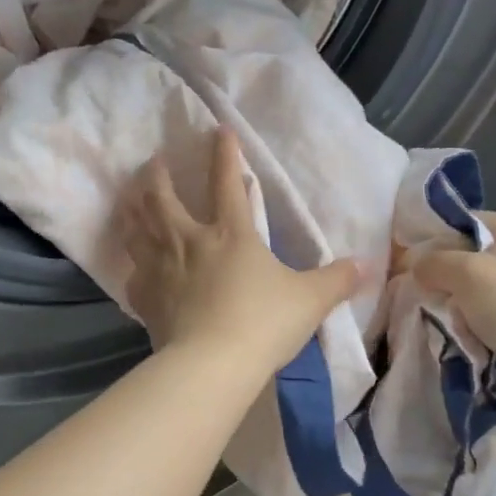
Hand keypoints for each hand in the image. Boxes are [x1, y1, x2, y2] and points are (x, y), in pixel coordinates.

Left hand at [118, 129, 360, 369]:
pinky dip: (132, 264)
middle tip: (154, 162)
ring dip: (131, 208)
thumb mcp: (310, 300)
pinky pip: (132, 274)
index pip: (227, 182)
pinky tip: (134, 265)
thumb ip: (337, 280)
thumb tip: (367, 265)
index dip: (225, 153)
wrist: (212, 365)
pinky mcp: (145, 298)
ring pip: (137, 228)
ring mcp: (161, 268)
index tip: (219, 130)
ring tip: (128, 198)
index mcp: (231, 234)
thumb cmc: (263, 323)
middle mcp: (189, 241)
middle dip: (158, 175)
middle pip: (163, 198)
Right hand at [411, 212, 495, 375]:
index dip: (433, 240)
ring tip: (452, 328)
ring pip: (479, 296)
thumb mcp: (468, 274)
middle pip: (470, 262)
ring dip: (461, 313)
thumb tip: (416, 266)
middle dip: (446, 283)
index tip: (407, 264)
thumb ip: (433, 263)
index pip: (465, 224)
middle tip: (426, 300)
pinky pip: (494, 322)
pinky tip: (469, 344)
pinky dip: (479, 332)